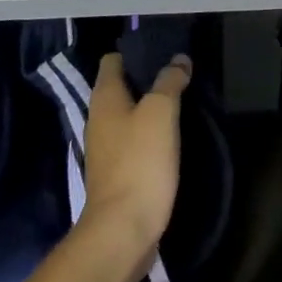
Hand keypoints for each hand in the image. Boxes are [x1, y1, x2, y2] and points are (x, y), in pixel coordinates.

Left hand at [82, 52, 190, 257]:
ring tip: (182, 102)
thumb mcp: (161, 112)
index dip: (136, 52)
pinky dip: (150, 135)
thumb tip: (179, 60)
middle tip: (180, 75)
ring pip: (129, 115)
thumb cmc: (140, 162)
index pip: (113, 60)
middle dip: (148, 80)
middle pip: (122, 87)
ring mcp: (106, 149)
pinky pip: (134, 141)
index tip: (165, 51)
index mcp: (104, 98)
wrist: (123, 230)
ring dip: (151, 108)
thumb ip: (169, 81)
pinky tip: (172, 137)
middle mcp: (99, 119)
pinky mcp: (117, 173)